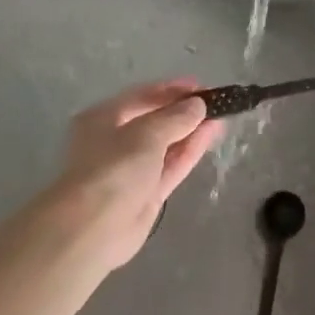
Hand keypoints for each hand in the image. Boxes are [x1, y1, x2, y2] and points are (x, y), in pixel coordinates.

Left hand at [38, 79, 222, 268]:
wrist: (94, 228)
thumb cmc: (113, 169)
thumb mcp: (146, 134)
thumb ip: (175, 117)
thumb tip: (198, 104)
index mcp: (104, 118)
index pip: (142, 96)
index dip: (172, 89)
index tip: (201, 86)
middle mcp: (116, 141)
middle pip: (155, 120)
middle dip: (184, 111)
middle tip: (215, 102)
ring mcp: (133, 169)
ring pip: (167, 144)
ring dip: (192, 130)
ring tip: (221, 116)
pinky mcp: (148, 193)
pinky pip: (172, 165)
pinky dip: (190, 150)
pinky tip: (211, 135)